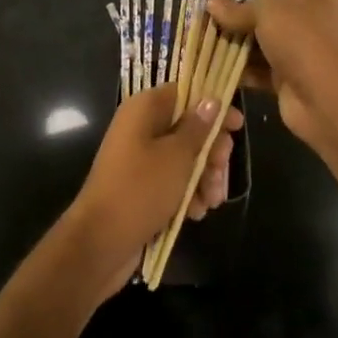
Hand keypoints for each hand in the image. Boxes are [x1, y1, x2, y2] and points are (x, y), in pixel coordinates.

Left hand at [64, 83, 243, 295]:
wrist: (100, 243)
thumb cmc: (140, 189)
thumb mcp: (177, 156)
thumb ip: (198, 127)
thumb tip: (211, 100)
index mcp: (145, 109)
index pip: (185, 93)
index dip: (213, 107)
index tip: (237, 126)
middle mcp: (141, 128)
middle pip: (188, 128)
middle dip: (210, 151)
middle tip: (220, 172)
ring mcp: (140, 158)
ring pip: (184, 158)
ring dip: (203, 177)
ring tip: (211, 201)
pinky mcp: (142, 187)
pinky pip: (172, 181)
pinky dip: (188, 193)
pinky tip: (197, 213)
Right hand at [206, 0, 337, 160]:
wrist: (331, 102)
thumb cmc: (304, 41)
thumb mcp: (269, 11)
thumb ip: (238, 7)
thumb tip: (210, 3)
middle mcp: (310, 16)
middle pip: (264, 11)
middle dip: (233, 15)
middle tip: (200, 18)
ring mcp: (300, 49)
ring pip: (258, 40)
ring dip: (232, 42)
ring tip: (198, 40)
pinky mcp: (288, 77)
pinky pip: (258, 67)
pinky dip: (238, 67)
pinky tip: (209, 64)